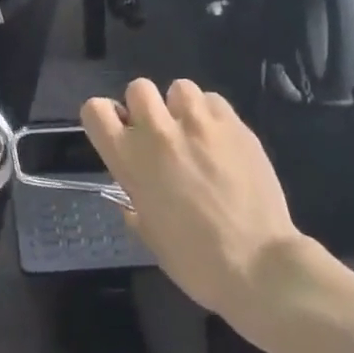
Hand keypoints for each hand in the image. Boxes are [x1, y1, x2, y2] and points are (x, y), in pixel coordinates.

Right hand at [81, 79, 303, 322]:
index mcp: (130, 159)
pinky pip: (213, 100)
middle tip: (160, 134)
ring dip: (181, 107)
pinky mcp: (234, 124)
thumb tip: (133, 195)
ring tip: (195, 133)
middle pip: (138, 87)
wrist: (258, 264)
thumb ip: (135, 203)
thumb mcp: (150, 235)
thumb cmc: (196, 261)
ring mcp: (198, 123)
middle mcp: (158, 132)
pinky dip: (211, 115)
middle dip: (145, 106)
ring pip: (179, 87)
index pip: (95, 110)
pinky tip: (221, 140)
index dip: (105, 117)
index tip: (119, 133)